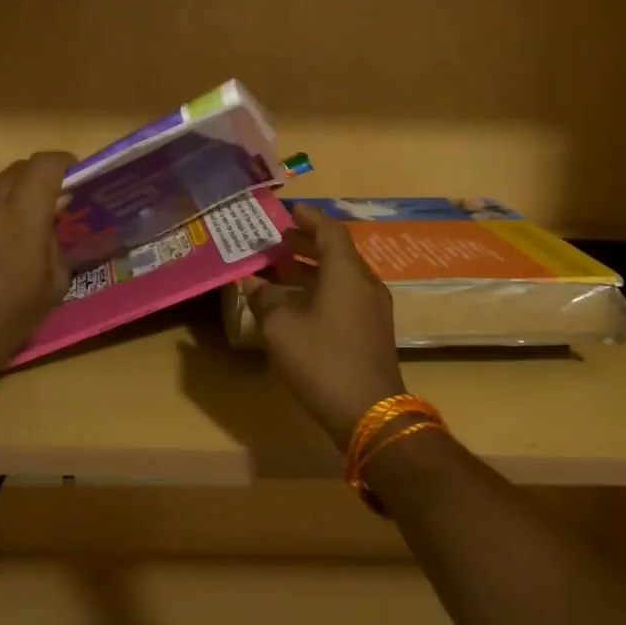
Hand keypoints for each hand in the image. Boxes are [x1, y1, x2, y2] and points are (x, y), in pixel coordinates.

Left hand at [0, 153, 74, 381]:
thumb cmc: (6, 322)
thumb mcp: (53, 286)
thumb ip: (53, 241)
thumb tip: (49, 218)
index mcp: (19, 218)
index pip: (45, 165)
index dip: (62, 162)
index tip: (69, 173)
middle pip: (14, 172)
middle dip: (31, 183)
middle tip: (37, 208)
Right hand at [241, 205, 406, 449]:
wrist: (370, 414)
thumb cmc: (322, 361)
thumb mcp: (281, 328)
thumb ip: (265, 299)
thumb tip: (253, 282)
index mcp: (346, 273)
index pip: (329, 231)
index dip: (309, 218)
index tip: (288, 210)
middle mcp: (365, 283)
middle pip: (336, 252)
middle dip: (305, 243)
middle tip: (276, 240)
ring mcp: (373, 309)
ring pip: (340, 276)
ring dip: (311, 268)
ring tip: (279, 268)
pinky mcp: (372, 331)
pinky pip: (345, 295)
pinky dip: (320, 289)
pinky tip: (296, 303)